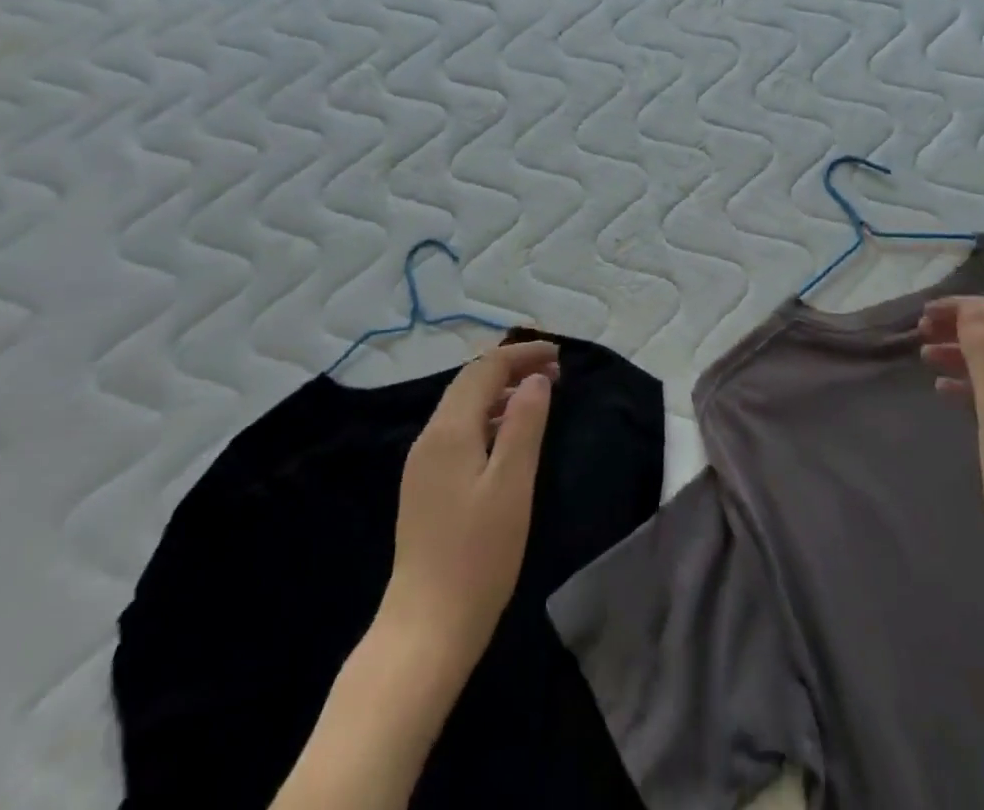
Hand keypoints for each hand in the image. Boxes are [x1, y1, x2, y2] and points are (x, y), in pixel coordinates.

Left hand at [378, 339, 559, 673]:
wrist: (425, 629)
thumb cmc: (477, 555)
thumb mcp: (512, 484)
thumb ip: (525, 424)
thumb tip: (536, 379)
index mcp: (449, 430)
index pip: (485, 369)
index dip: (522, 354)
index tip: (559, 353)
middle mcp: (430, 437)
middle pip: (470, 381)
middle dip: (512, 367)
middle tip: (555, 369)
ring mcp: (423, 464)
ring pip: (464, 406)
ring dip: (502, 391)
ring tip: (541, 394)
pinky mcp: (426, 487)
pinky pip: (460, 430)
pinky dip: (489, 417)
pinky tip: (510, 434)